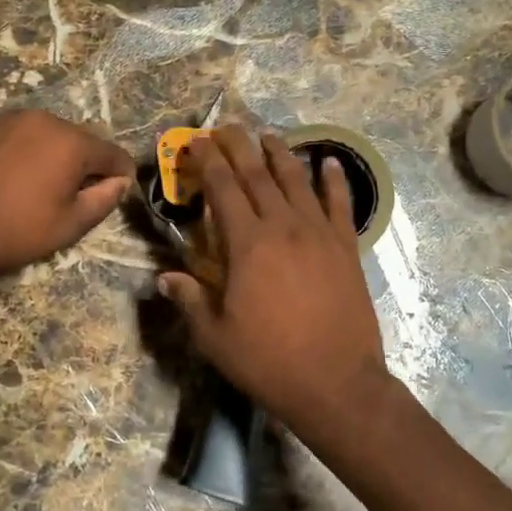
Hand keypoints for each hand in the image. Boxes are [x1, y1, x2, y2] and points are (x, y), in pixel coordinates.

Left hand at [0, 110, 133, 282]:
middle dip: (86, 165)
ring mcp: (13, 118)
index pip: (112, 153)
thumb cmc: (14, 230)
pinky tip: (16, 177)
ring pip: (51, 135)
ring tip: (42, 187)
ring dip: (56, 156)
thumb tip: (120, 182)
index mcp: (71, 142)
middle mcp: (46, 119)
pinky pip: (23, 135)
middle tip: (75, 196)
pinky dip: (29, 151)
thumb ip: (104, 200)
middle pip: (81, 140)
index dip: (121, 174)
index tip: (118, 192)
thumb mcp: (69, 225)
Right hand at [159, 127, 392, 449]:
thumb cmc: (269, 361)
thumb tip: (164, 277)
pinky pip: (340, 204)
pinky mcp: (347, 248)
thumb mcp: (215, 337)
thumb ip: (190, 300)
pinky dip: (334, 180)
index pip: (222, 188)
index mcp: (247, 244)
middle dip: (238, 146)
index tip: (196, 142)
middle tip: (226, 127)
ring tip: (268, 135)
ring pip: (297, 180)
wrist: (337, 383)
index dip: (207, 160)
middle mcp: (283, 226)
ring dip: (280, 153)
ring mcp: (319, 234)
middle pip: (257, 174)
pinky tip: (329, 163)